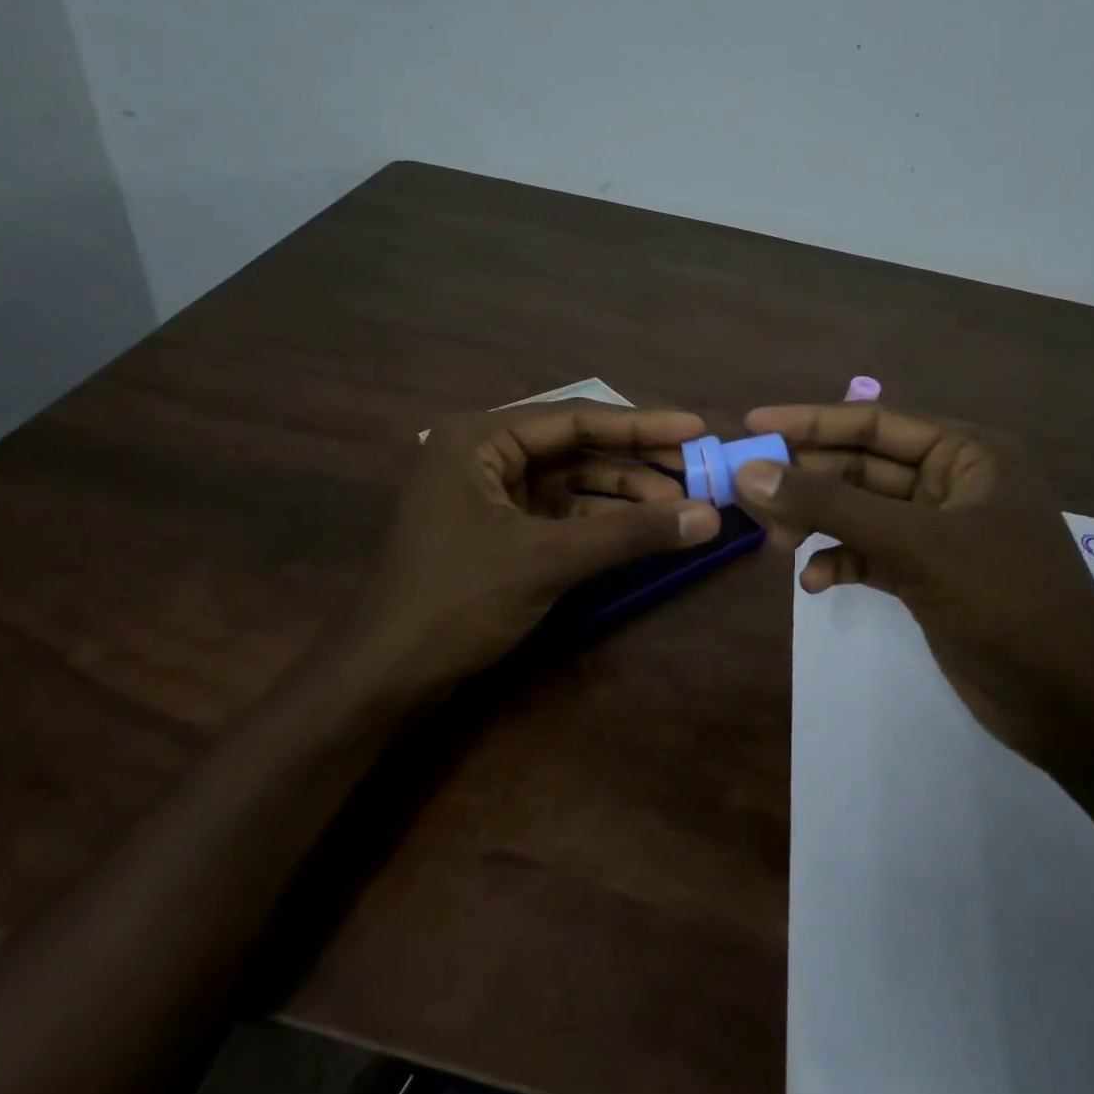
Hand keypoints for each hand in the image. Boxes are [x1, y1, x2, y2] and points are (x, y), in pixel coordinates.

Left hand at [343, 401, 720, 697]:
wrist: (384, 675)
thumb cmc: (456, 600)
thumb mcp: (547, 560)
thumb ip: (628, 534)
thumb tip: (709, 516)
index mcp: (481, 439)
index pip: (575, 418)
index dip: (641, 425)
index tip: (696, 429)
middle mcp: (484, 456)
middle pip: (575, 448)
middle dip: (635, 463)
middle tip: (696, 473)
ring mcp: (490, 496)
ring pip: (570, 483)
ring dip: (622, 495)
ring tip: (679, 507)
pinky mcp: (497, 532)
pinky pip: (559, 515)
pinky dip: (599, 523)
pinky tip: (640, 531)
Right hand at [734, 403, 1093, 758]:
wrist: (1071, 704)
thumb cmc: (1005, 602)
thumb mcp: (915, 545)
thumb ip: (830, 506)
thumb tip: (751, 473)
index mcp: (967, 453)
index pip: (874, 422)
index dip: (810, 421)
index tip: (752, 424)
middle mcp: (953, 483)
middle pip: (862, 467)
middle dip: (808, 481)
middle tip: (748, 492)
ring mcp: (940, 532)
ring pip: (861, 512)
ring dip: (818, 523)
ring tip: (775, 542)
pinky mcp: (929, 575)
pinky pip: (870, 553)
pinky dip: (841, 561)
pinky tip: (815, 582)